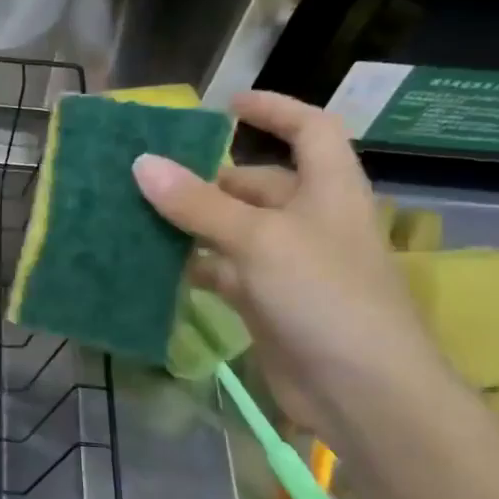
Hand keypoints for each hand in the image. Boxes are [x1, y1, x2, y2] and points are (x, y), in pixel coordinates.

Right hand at [131, 91, 451, 442]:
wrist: (362, 392)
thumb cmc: (324, 296)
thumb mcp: (259, 239)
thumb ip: (197, 203)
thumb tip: (141, 163)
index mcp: (329, 190)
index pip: (310, 130)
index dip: (275, 109)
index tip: (226, 105)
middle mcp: (310, 221)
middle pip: (257, 184)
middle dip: (208, 177)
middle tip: (150, 174)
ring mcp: (288, 265)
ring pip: (232, 229)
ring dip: (191, 223)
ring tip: (136, 213)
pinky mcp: (267, 303)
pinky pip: (222, 271)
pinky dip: (191, 264)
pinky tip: (152, 263)